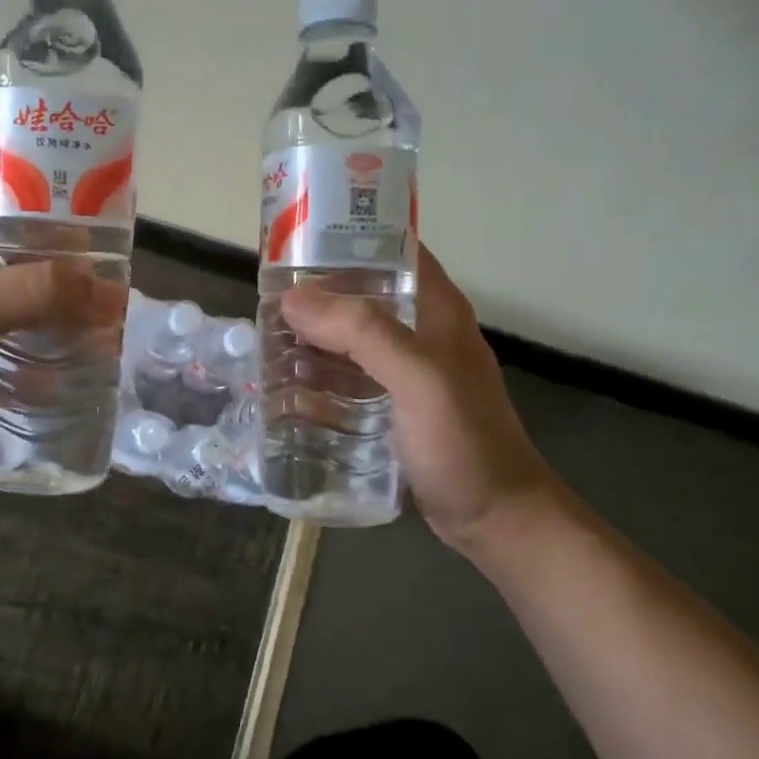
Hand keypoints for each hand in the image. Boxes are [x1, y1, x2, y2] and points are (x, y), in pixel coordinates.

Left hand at [0, 172, 123, 488]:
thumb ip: (31, 293)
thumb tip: (112, 292)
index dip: (40, 192)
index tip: (94, 208)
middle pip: (7, 252)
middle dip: (58, 263)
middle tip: (110, 275)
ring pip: (8, 305)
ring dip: (49, 314)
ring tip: (100, 324)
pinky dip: (30, 359)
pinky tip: (67, 373)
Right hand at [281, 246, 560, 552]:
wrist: (496, 520)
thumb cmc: (465, 443)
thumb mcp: (419, 379)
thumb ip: (363, 334)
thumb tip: (293, 299)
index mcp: (435, 310)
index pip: (391, 250)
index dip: (346, 237)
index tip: (295, 240)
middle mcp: (418, 332)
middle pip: (359, 295)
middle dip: (313, 295)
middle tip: (263, 298)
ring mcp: (403, 372)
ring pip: (347, 339)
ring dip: (309, 339)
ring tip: (263, 341)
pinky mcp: (389, 407)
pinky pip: (345, 379)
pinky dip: (316, 378)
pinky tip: (283, 388)